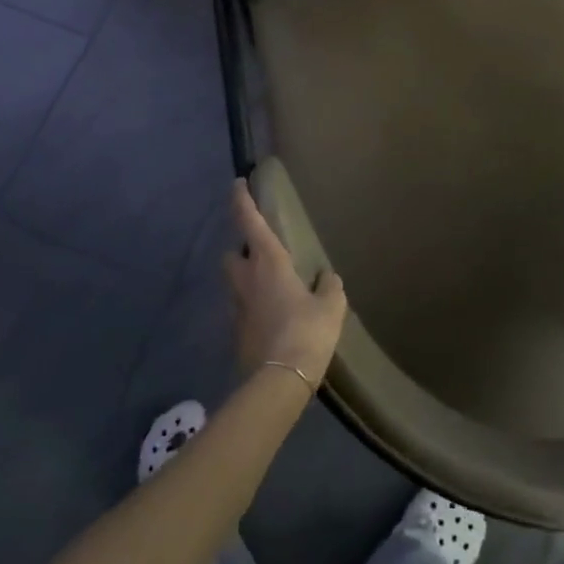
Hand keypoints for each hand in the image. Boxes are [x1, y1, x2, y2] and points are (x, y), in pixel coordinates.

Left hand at [225, 180, 346, 385]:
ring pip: (235, 283)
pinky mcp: (236, 333)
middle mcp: (246, 279)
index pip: (248, 220)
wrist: (280, 380)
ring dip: (246, 280)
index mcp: (268, 261)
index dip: (241, 199)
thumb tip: (326, 278)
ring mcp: (237, 307)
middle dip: (241, 250)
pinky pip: (242, 310)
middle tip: (261, 253)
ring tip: (270, 288)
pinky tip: (272, 318)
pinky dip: (252, 307)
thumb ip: (329, 286)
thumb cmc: (307, 330)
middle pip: (232, 255)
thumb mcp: (331, 305)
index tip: (237, 183)